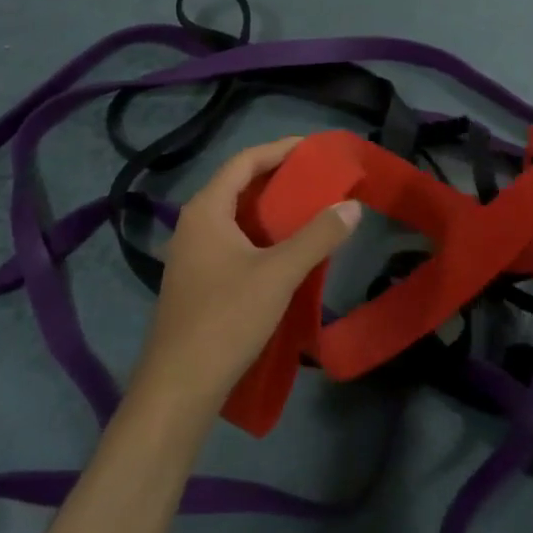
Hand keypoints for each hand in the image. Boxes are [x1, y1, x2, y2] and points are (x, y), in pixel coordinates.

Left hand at [130, 138, 360, 412]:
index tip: (312, 149)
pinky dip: (259, 236)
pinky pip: (231, 241)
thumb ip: (317, 236)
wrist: (180, 384)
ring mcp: (190, 254)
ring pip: (234, 217)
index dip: (278, 150)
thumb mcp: (279, 273)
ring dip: (269, 210)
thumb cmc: (227, 317)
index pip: (243, 162)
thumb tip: (352, 206)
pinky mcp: (195, 280)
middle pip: (237, 186)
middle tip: (316, 178)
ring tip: (307, 210)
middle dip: (277, 178)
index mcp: (206, 210)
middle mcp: (193, 224)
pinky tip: (284, 252)